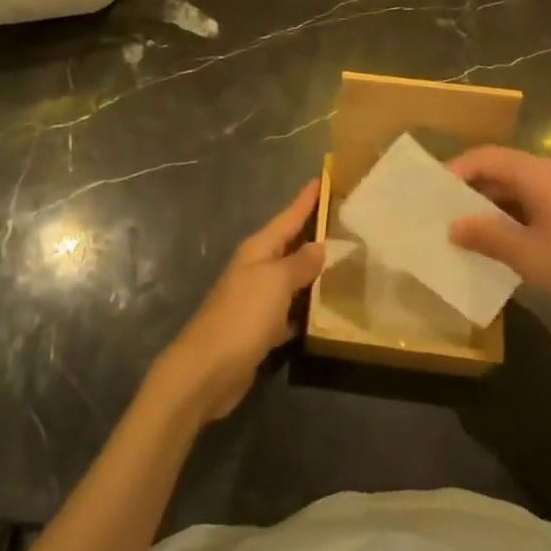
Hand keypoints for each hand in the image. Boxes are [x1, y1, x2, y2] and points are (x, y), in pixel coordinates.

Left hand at [148, 180, 325, 423]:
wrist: (206, 371)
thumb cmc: (242, 316)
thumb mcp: (275, 282)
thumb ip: (299, 263)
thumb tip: (318, 246)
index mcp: (258, 250)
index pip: (288, 217)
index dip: (306, 200)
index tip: (323, 178)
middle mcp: (256, 269)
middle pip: (289, 245)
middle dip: (313, 233)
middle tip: (344, 222)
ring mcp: (256, 300)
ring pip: (291, 279)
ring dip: (312, 272)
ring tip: (343, 264)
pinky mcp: (259, 330)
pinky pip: (288, 310)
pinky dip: (304, 309)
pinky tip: (323, 312)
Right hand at [446, 146, 550, 339]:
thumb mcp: (530, 257)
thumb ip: (488, 237)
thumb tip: (454, 225)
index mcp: (540, 174)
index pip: (487, 156)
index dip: (457, 169)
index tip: (433, 192)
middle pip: (506, 168)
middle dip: (474, 189)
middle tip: (447, 213)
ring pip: (525, 187)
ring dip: (497, 204)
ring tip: (474, 231)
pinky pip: (543, 201)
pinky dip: (520, 214)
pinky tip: (513, 243)